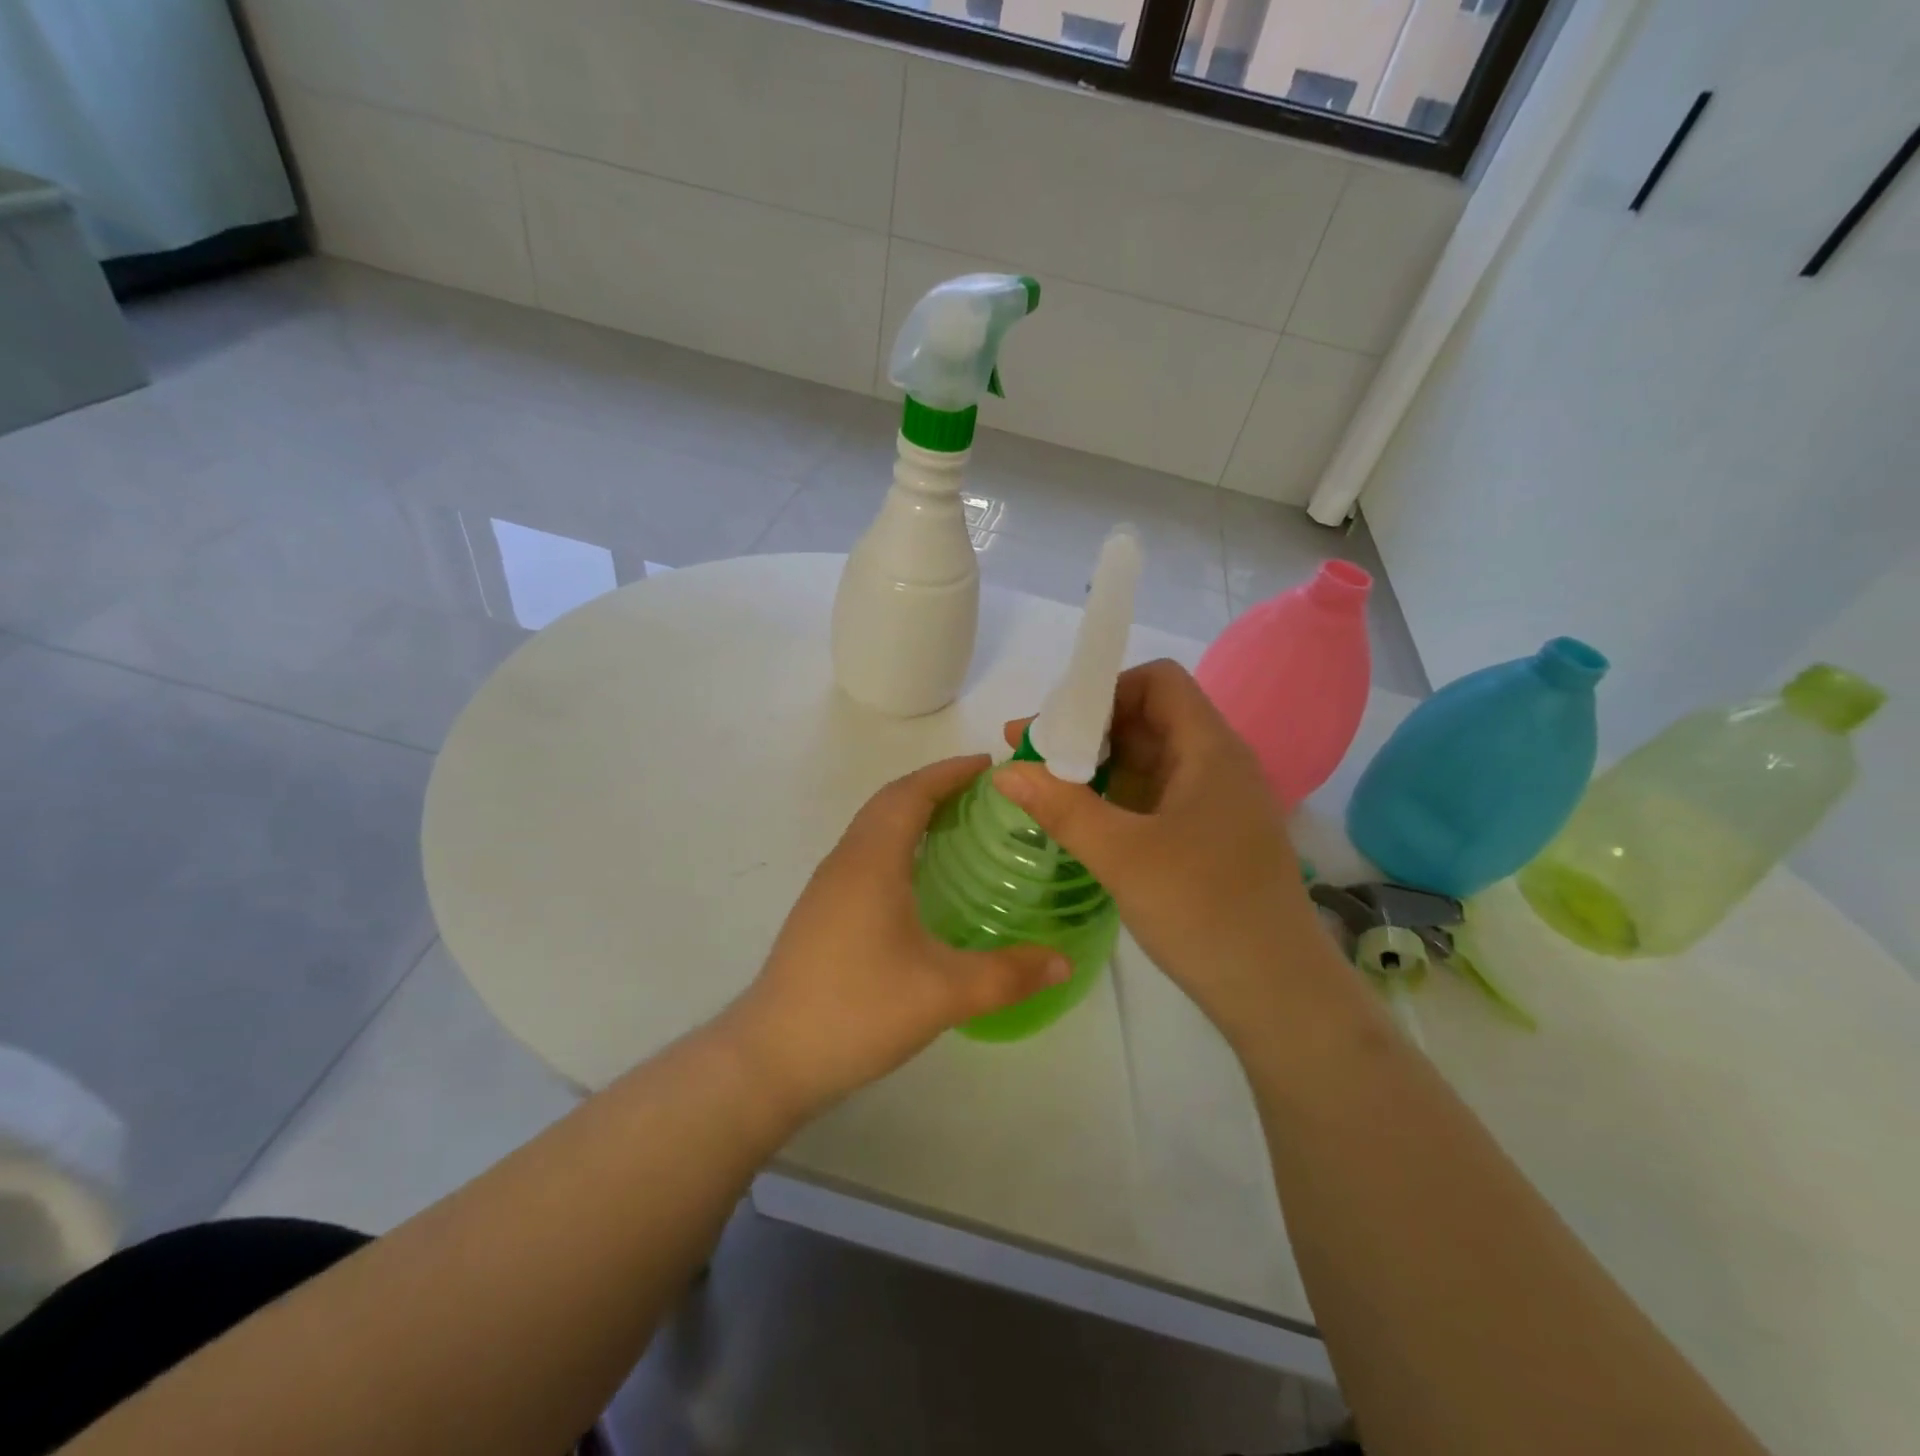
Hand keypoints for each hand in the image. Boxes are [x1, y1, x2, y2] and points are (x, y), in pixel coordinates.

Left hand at [720, 756, 1068, 1116]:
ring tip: (960, 827)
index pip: (911, 793)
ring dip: (913, 814)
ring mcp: (827, 887)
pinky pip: (865, 855)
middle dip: (935, 787)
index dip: (949, 772)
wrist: (771, 1058)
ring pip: (873, 829)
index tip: (990, 765)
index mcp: (872, 861)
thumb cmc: (858, 1010)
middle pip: (890, 802)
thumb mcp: (944, 993)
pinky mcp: (820, 912)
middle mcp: (846, 861)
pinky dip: (897, 844)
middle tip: (985, 795)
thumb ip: (1009, 974)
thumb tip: (1064, 961)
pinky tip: (920, 880)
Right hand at [994, 659, 1345, 1040]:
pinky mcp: (1209, 837)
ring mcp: (1215, 803)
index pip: (1158, 683)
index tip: (1057, 726)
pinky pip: (1156, 797)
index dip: (1105, 691)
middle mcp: (1217, 765)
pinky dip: (1116, 798)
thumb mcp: (1122, 856)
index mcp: (1210, 750)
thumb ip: (1061, 807)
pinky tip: (1081, 820)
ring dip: (1098, 767)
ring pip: (1150, 760)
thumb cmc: (1203, 910)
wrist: (1276, 992)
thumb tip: (1004, 771)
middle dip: (1088, 731)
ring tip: (1044, 787)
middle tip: (1030, 755)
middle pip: (1148, 719)